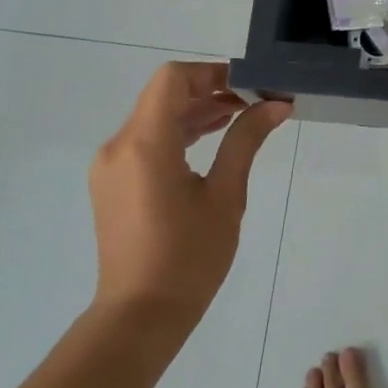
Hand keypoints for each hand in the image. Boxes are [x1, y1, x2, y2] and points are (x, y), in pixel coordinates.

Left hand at [88, 63, 290, 347]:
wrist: (140, 315)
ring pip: (154, 116)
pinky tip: (209, 141)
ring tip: (239, 117)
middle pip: (163, 95)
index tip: (250, 86)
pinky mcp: (112, 181)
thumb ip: (245, 141)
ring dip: (194, 110)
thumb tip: (276, 105)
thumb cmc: (189, 257)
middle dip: (209, 90)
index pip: (173, 79)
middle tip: (254, 101)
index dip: (212, 72)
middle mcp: (119, 145)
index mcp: (145, 144)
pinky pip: (145, 139)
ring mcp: (110, 165)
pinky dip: (177, 132)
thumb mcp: (226, 196)